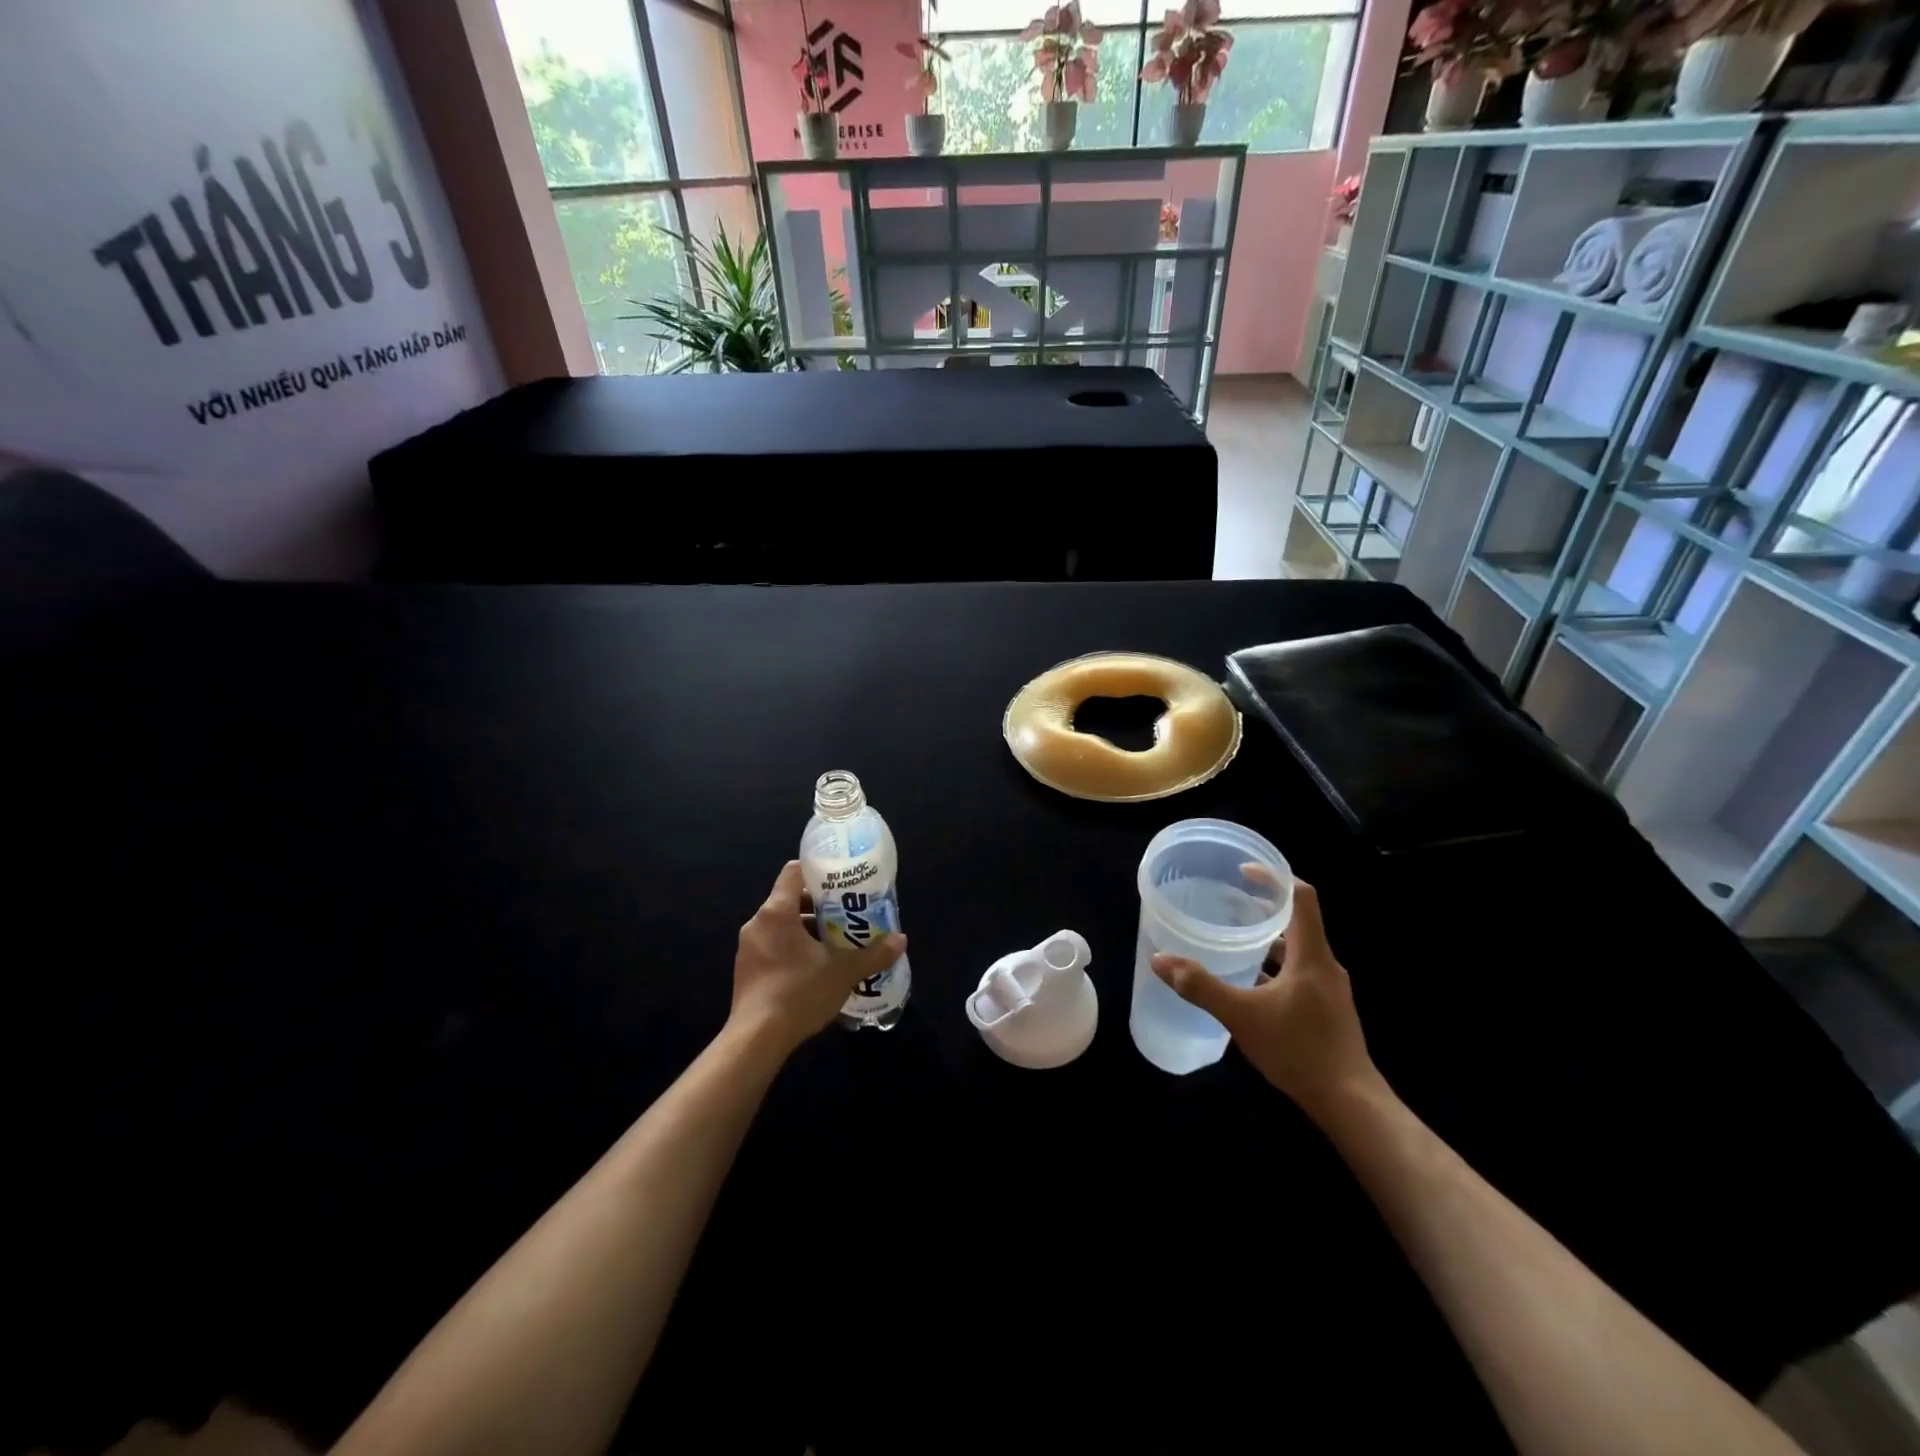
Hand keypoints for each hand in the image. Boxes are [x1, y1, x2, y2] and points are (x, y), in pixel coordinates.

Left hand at [731, 861, 907, 1053]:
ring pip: (782, 927)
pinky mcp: (746, 971)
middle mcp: (757, 923)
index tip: (841, 882)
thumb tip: (901, 940)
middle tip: (847, 917)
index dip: (818, 872)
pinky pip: (774, 948)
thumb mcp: (843, 972)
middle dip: (820, 908)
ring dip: (808, 932)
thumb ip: (873, 954)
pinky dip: (794, 951)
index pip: (793, 872)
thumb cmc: (798, 992)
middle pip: (790, 900)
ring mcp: (748, 949)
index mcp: (776, 912)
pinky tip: (816, 970)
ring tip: (837, 945)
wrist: (756, 1040)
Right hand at [1150, 880, 1375, 1120]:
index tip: (1243, 872)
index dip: (1274, 879)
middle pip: (1297, 922)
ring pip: (1297, 950)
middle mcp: (1325, 965)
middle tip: (1227, 902)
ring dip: (1267, 940)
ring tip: (1232, 938)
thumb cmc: (1298, 1050)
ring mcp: (1329, 990)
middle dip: (1263, 908)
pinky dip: (1274, 967)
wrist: (1350, 1104)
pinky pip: (1298, 974)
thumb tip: (1160, 960)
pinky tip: (1248, 983)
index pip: (1301, 898)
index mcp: (1311, 955)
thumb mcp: (1241, 1015)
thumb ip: (1200, 986)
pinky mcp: (1327, 1010)